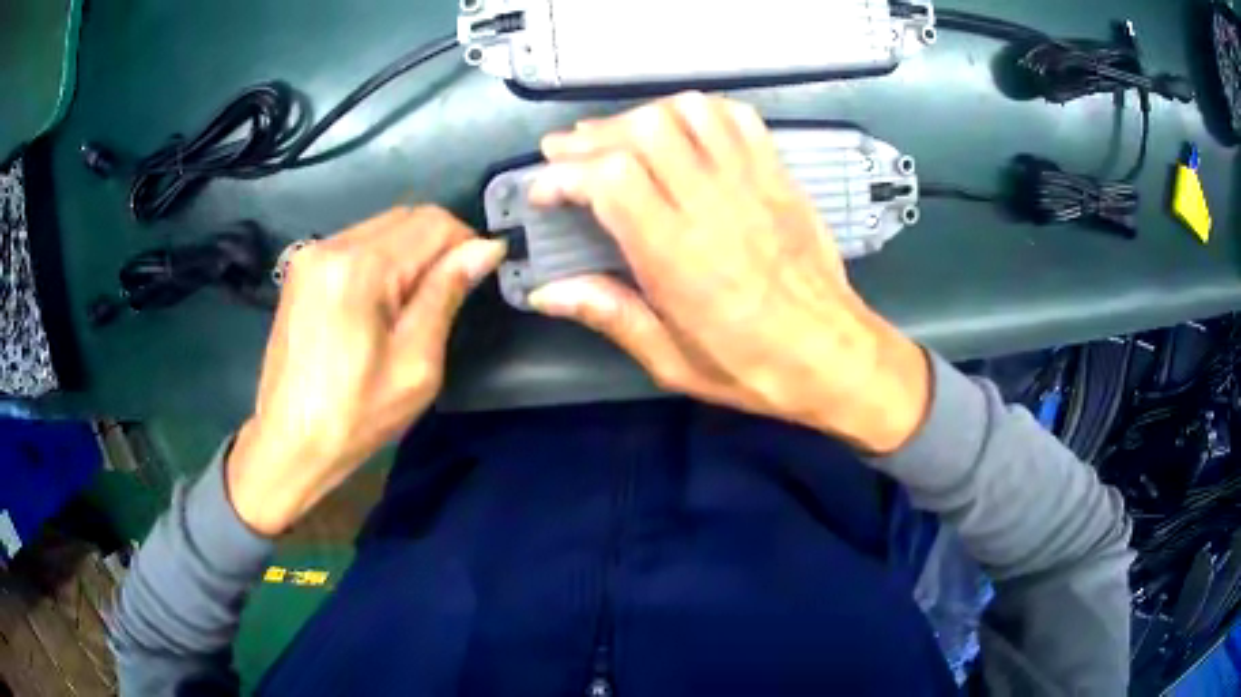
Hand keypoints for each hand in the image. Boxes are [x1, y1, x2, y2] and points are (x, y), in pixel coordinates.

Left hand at [226, 207, 505, 535]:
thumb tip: (485, 249)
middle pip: (406, 217)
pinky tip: (380, 303)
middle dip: (439, 246)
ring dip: (410, 253)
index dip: (466, 243)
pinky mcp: (302, 269)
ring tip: (411, 306)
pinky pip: (357, 244)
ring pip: (382, 227)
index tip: (477, 279)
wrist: (288, 441)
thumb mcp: (415, 365)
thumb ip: (446, 295)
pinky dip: (382, 261)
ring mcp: (311, 254)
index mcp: (359, 268)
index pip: (432, 223)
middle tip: (447, 296)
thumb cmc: (355, 415)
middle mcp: (331, 245)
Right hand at [527, 93, 929, 453]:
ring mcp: (751, 183)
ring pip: (689, 112)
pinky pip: (738, 119)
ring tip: (621, 138)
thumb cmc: (752, 368)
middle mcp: (711, 205)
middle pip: (645, 131)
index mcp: (677, 256)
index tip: (544, 191)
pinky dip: (701, 112)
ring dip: (644, 116)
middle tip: (569, 153)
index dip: (564, 174)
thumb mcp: (671, 360)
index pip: (609, 179)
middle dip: (594, 135)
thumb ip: (609, 315)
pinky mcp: (779, 176)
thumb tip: (546, 293)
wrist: (834, 356)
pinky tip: (683, 131)